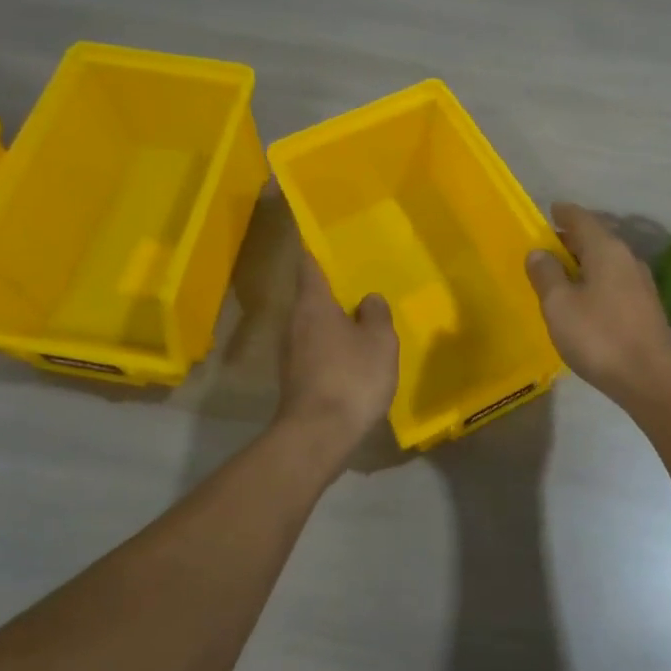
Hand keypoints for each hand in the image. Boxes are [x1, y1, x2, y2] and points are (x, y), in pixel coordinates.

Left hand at [276, 251, 399, 443]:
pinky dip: (332, 343)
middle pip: (311, 294)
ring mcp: (290, 351)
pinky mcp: (295, 377)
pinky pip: (316, 347)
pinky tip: (354, 352)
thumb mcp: (379, 341)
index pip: (309, 263)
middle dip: (332, 286)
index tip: (325, 234)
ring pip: (313, 323)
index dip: (316, 247)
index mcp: (313, 304)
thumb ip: (376, 314)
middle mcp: (295, 321)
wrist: (318, 435)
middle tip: (359, 277)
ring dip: (333, 318)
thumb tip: (368, 299)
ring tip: (362, 315)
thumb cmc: (351, 378)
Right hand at [525, 203, 670, 405]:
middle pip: (595, 238)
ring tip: (558, 274)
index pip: (580, 218)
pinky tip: (582, 299)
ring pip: (605, 261)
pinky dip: (594, 281)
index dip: (562, 213)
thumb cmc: (599, 336)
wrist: (652, 379)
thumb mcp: (560, 305)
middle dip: (569, 239)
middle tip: (544, 247)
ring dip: (582, 262)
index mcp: (606, 249)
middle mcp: (626, 258)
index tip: (547, 212)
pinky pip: (613, 281)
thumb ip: (546, 275)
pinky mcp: (644, 307)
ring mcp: (639, 283)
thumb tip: (538, 252)